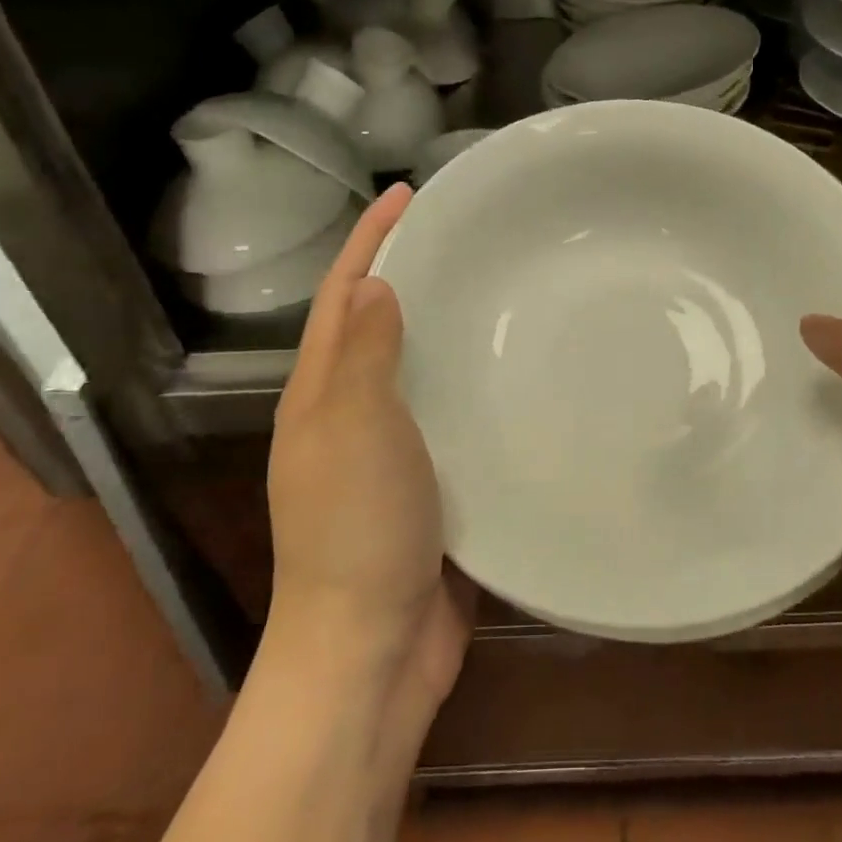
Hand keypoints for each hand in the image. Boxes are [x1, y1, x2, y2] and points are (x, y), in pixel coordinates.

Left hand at [265, 184, 471, 737]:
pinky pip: (452, 414)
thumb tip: (378, 287)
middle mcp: (352, 412)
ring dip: (447, 327)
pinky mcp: (432, 482)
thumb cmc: (357, 531)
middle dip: (413, 272)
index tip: (408, 193)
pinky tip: (518, 374)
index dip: (371, 240)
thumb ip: (366, 357)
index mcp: (322, 392)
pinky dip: (474, 384)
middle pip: (379, 323)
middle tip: (471, 236)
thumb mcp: (354, 430)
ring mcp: (393, 449)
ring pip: (420, 368)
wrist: (370, 648)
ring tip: (502, 291)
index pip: (344, 295)